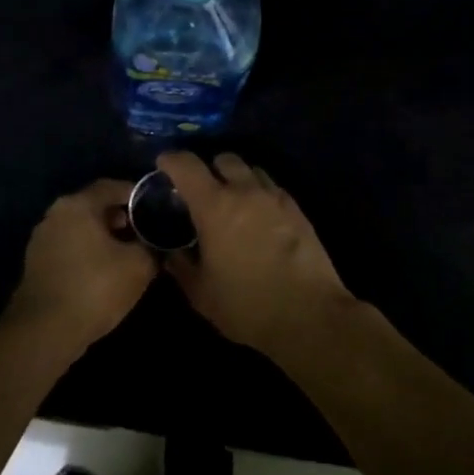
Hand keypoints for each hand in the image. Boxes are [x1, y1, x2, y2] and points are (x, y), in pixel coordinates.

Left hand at [5, 179, 157, 351]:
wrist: (45, 330)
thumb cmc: (95, 288)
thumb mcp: (138, 266)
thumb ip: (151, 246)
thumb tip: (156, 243)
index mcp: (77, 204)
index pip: (112, 186)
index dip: (136, 195)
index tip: (155, 208)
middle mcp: (55, 213)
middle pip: (94, 205)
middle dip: (121, 217)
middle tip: (143, 232)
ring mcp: (42, 237)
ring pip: (80, 227)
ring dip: (103, 235)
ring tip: (127, 254)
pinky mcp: (36, 262)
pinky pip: (69, 245)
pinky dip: (87, 251)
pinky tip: (103, 271)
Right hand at [160, 152, 353, 357]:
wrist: (311, 316)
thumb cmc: (247, 305)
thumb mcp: (201, 294)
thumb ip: (180, 267)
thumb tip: (170, 253)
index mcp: (214, 205)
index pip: (186, 165)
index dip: (171, 160)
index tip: (162, 165)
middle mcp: (244, 191)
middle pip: (224, 158)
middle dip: (209, 167)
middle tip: (202, 190)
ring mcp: (275, 198)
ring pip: (251, 169)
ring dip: (237, 178)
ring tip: (233, 201)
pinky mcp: (297, 210)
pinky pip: (272, 188)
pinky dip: (260, 193)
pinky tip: (259, 217)